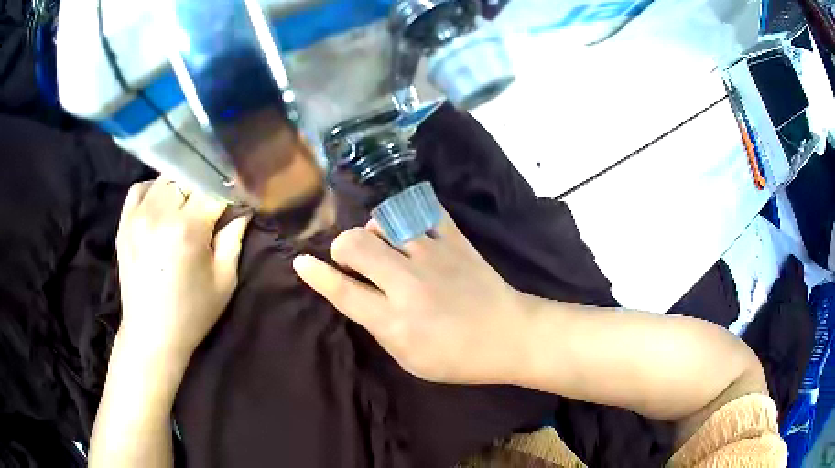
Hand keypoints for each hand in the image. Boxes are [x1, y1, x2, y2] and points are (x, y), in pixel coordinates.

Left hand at [116, 178, 248, 365]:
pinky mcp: (123, 222)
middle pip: (189, 178)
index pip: (214, 189)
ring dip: (181, 188)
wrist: (151, 335)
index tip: (236, 202)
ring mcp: (137, 215)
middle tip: (211, 209)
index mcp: (187, 229)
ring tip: (186, 208)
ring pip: (165, 179)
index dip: (229, 192)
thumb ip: (233, 238)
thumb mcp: (224, 281)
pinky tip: (161, 206)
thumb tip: (242, 209)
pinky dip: (154, 190)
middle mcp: (159, 213)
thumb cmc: (192, 313)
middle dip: (204, 190)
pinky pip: (140, 188)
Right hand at [293, 209, 531, 384]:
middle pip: (356, 244)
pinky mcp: (456, 240)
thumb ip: (377, 326)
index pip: (343, 292)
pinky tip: (412, 231)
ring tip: (388, 249)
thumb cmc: (458, 358)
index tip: (301, 262)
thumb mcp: (409, 358)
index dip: (317, 275)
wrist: (509, 336)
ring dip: (376, 233)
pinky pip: (424, 211)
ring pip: (385, 222)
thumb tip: (354, 295)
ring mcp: (434, 256)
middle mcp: (409, 284)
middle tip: (355, 261)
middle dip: (344, 248)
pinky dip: (410, 217)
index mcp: (395, 321)